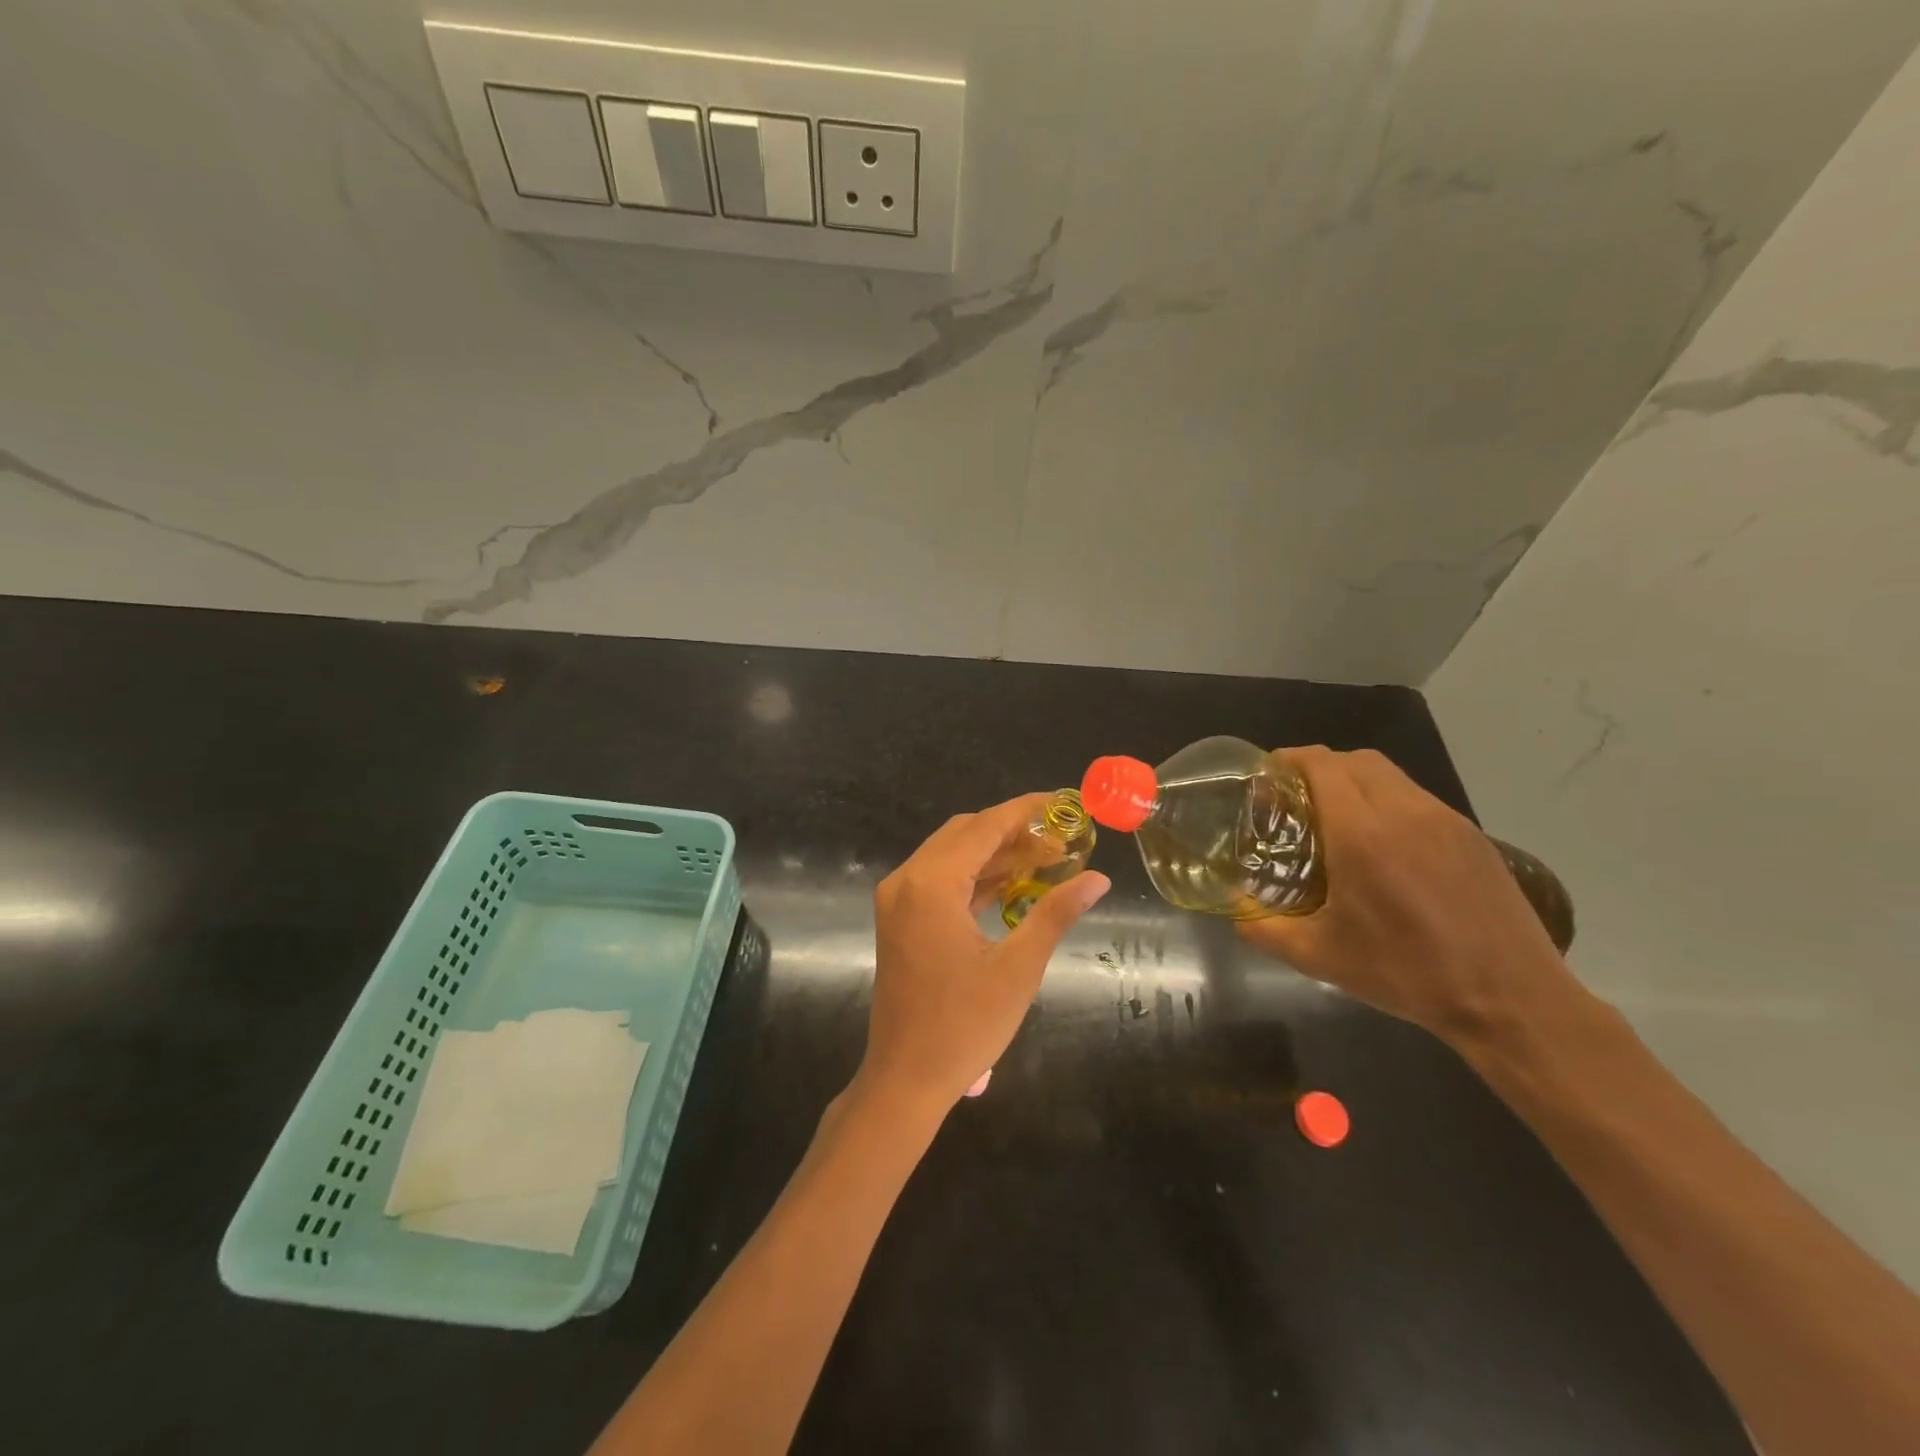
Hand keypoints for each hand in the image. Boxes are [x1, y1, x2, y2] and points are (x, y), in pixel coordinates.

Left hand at [858, 794, 1110, 1110]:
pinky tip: (1014, 883)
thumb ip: (1056, 914)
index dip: (1027, 811)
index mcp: (931, 884)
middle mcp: (907, 880)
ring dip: (996, 853)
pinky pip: (941, 880)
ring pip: (952, 855)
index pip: (985, 827)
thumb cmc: (964, 1026)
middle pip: (965, 833)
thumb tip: (1098, 879)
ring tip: (1048, 858)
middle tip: (1063, 838)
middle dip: (1014, 831)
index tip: (1065, 803)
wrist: (905, 1078)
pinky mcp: (900, 918)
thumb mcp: (1019, 968)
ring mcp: (898, 899)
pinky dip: (976, 876)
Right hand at [1237, 747, 1579, 1047]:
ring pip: (1390, 775)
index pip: (1321, 764)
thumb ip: (1263, 927)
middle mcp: (1405, 812)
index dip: (1288, 760)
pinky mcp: (1473, 836)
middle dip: (1319, 766)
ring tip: (1337, 820)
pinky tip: (1384, 847)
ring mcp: (1445, 821)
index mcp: (1362, 833)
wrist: (1510, 1000)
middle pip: (1355, 759)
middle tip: (1296, 798)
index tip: (1267, 777)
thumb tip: (1235, 907)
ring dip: (1355, 782)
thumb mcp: (1319, 956)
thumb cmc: (1405, 973)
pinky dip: (1388, 802)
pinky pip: (1418, 799)